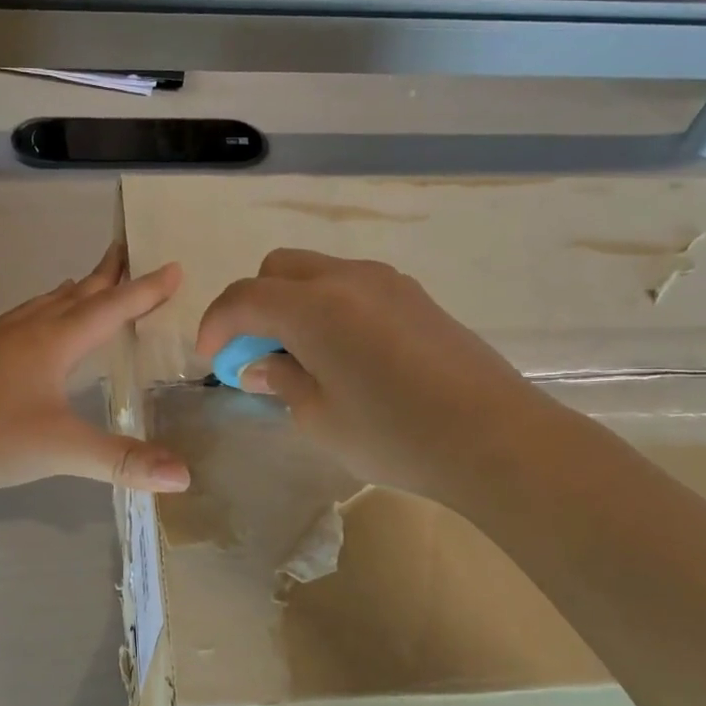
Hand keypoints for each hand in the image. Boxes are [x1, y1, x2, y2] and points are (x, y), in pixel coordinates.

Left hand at [0, 244, 192, 495]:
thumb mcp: (62, 450)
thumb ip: (122, 461)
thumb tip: (184, 477)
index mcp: (54, 342)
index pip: (111, 309)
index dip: (145, 290)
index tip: (172, 267)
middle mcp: (27, 331)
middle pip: (76, 295)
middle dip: (107, 275)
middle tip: (127, 250)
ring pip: (42, 305)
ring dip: (71, 292)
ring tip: (85, 284)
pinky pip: (18, 321)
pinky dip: (40, 313)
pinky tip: (29, 330)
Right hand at [195, 249, 552, 506]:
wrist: (495, 438)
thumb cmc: (395, 435)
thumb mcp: (319, 418)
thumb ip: (280, 380)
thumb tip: (259, 365)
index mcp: (314, 306)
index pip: (244, 298)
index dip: (216, 325)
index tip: (210, 359)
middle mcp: (347, 278)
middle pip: (277, 268)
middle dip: (253, 304)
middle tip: (256, 352)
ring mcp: (386, 282)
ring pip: (316, 272)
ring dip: (291, 302)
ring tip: (300, 355)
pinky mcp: (415, 296)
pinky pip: (351, 286)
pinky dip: (327, 306)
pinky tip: (343, 353)